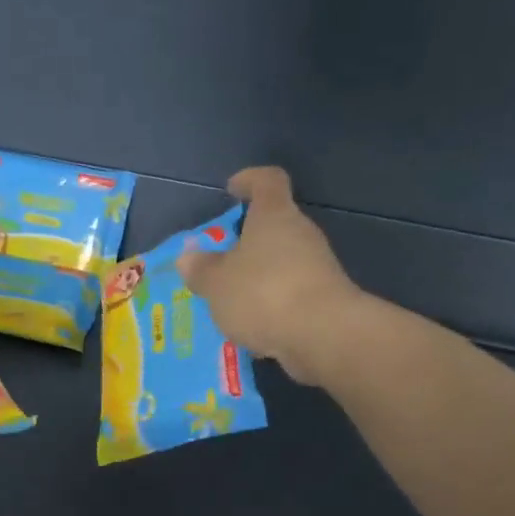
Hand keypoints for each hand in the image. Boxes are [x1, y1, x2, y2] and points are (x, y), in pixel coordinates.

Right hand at [176, 166, 363, 383]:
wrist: (323, 335)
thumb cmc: (262, 294)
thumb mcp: (216, 283)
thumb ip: (201, 269)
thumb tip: (188, 257)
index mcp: (274, 216)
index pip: (267, 181)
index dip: (249, 180)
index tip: (232, 189)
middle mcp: (300, 233)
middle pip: (274, 225)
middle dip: (247, 240)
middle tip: (219, 260)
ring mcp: (317, 266)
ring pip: (281, 262)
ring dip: (258, 276)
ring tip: (230, 300)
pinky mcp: (325, 298)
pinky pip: (290, 293)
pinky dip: (271, 304)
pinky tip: (253, 327)